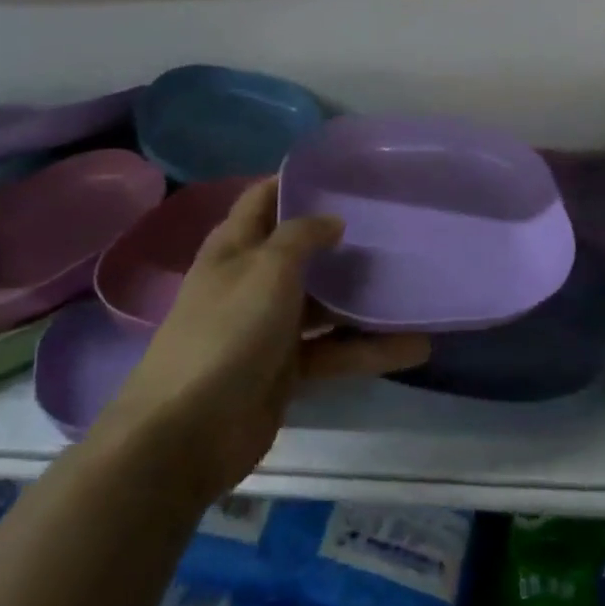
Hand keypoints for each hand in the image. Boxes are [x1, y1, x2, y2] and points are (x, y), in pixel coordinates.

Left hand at [103, 179, 430, 500]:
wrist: (189, 432)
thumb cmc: (228, 331)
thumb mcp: (267, 269)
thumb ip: (302, 236)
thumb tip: (332, 220)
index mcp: (235, 247)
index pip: (263, 199)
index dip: (295, 181)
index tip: (344, 173)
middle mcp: (253, 280)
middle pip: (302, 251)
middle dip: (342, 240)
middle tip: (394, 225)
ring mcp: (271, 326)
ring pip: (325, 304)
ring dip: (365, 299)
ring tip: (414, 286)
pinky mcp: (288, 369)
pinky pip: (335, 350)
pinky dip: (369, 349)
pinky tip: (415, 347)